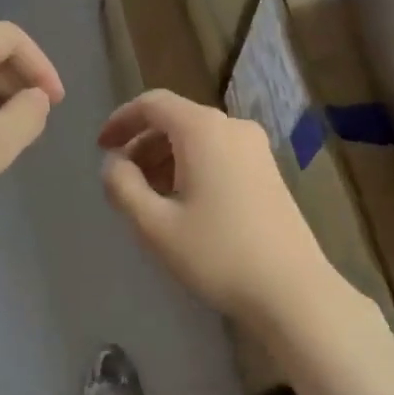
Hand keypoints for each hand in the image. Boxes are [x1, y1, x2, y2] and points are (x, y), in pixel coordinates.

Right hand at [98, 90, 338, 328]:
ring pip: (198, 138)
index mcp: (203, 130)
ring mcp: (256, 149)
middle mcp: (232, 127)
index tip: (100, 147)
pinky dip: (191, 166)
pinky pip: (219, 153)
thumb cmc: (217, 254)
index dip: (121, 120)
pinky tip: (183, 203)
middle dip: (142, 143)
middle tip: (121, 179)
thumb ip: (122, 186)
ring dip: (165, 158)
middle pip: (176, 119)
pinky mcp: (268, 171)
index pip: (153, 103)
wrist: (292, 291)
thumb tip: (113, 164)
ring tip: (148, 196)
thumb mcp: (154, 225)